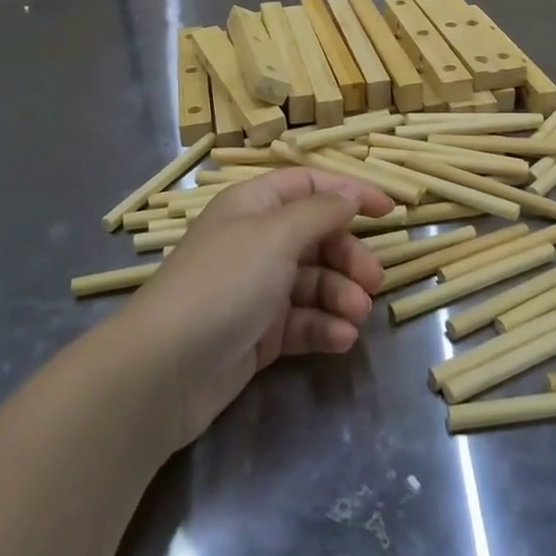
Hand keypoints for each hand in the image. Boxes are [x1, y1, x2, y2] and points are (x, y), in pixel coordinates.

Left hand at [122, 167, 393, 445]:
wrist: (166, 369)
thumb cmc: (224, 284)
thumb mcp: (276, 235)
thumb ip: (320, 211)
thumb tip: (349, 194)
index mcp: (254, 206)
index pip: (309, 186)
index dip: (349, 193)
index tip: (389, 212)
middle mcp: (256, 242)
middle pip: (317, 237)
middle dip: (349, 257)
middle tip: (374, 281)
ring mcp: (257, 290)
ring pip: (314, 283)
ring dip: (341, 296)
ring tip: (356, 315)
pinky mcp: (259, 334)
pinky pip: (303, 321)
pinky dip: (324, 327)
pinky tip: (341, 339)